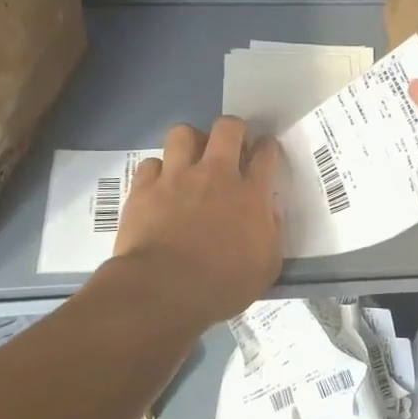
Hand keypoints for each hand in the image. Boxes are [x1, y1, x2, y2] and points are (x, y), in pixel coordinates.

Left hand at [110, 117, 283, 323]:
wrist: (164, 290)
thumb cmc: (222, 286)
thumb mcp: (266, 268)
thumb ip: (273, 233)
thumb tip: (270, 210)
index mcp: (250, 194)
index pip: (266, 153)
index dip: (268, 147)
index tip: (265, 152)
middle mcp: (215, 175)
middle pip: (228, 128)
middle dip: (233, 129)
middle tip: (231, 146)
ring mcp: (177, 177)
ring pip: (183, 133)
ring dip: (190, 142)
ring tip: (191, 158)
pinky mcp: (144, 188)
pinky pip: (150, 163)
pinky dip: (156, 171)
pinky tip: (159, 185)